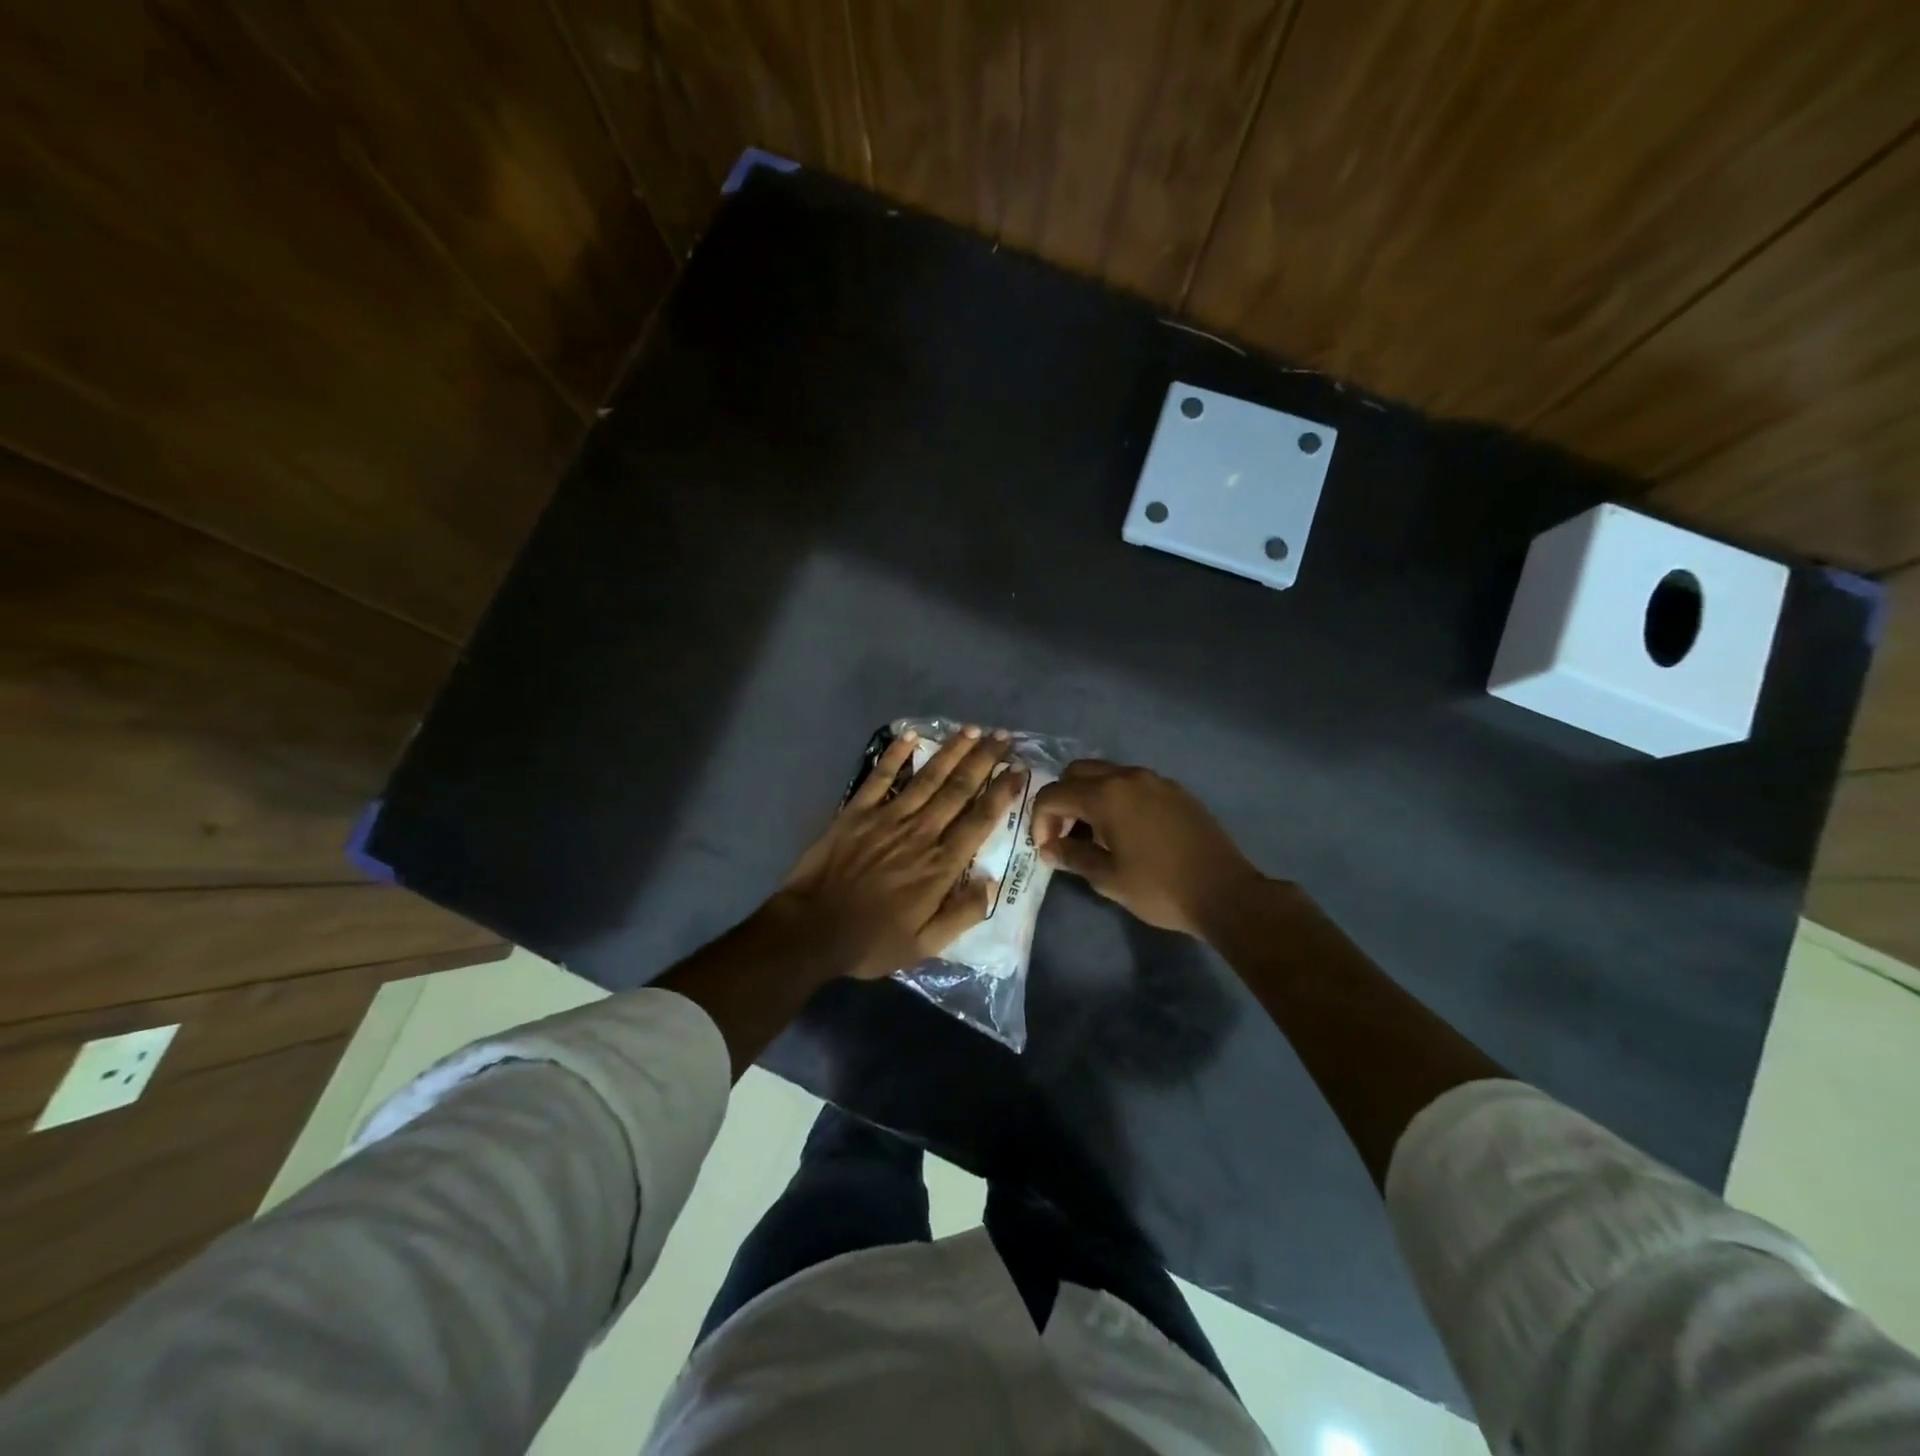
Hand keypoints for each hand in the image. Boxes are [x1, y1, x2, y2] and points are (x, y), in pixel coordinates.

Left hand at [772, 726, 1025, 980]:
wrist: (812, 930)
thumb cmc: (872, 940)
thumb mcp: (926, 945)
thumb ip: (963, 914)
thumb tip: (992, 882)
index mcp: (940, 865)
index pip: (980, 820)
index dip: (1002, 792)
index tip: (1018, 770)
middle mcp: (920, 833)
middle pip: (959, 789)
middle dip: (984, 760)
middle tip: (1002, 736)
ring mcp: (887, 818)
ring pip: (927, 777)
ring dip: (951, 751)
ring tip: (972, 730)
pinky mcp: (857, 812)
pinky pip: (880, 777)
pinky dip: (895, 755)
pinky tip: (911, 735)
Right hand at [1030, 760, 1264, 937]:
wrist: (1225, 893)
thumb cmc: (1159, 888)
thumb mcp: (1108, 879)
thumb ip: (1072, 857)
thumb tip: (1050, 849)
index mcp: (1106, 795)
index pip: (1053, 794)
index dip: (1040, 820)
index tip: (1046, 847)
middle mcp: (1128, 777)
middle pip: (1077, 772)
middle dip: (1062, 799)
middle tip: (1065, 834)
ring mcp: (1155, 780)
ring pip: (1107, 774)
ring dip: (1089, 796)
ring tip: (1094, 835)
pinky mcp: (1176, 791)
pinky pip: (1133, 784)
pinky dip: (1117, 798)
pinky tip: (1126, 831)